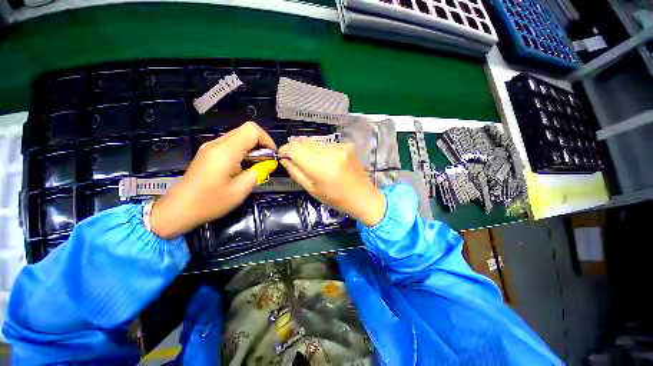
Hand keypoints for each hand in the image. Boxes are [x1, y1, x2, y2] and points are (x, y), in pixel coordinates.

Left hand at [150, 122, 277, 238]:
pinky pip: (231, 145)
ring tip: (256, 166)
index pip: (252, 130)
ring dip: (252, 149)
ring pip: (239, 138)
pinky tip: (243, 168)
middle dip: (261, 144)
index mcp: (226, 150)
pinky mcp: (209, 153)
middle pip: (246, 131)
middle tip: (266, 162)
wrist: (179, 209)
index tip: (272, 156)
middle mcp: (217, 144)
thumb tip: (269, 164)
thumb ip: (258, 172)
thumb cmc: (211, 202)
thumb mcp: (241, 189)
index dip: (266, 140)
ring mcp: (211, 147)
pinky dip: (243, 153)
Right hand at [279, 139, 386, 226]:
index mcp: (321, 165)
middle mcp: (330, 151)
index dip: (285, 150)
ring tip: (316, 165)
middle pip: (304, 142)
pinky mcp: (347, 145)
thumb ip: (295, 171)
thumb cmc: (336, 198)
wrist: (363, 196)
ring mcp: (340, 146)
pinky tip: (328, 162)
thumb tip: (284, 158)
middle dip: (297, 150)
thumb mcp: (311, 189)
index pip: (294, 147)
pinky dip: (322, 151)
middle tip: (299, 163)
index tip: (284, 156)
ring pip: (315, 142)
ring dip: (310, 150)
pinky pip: (326, 144)